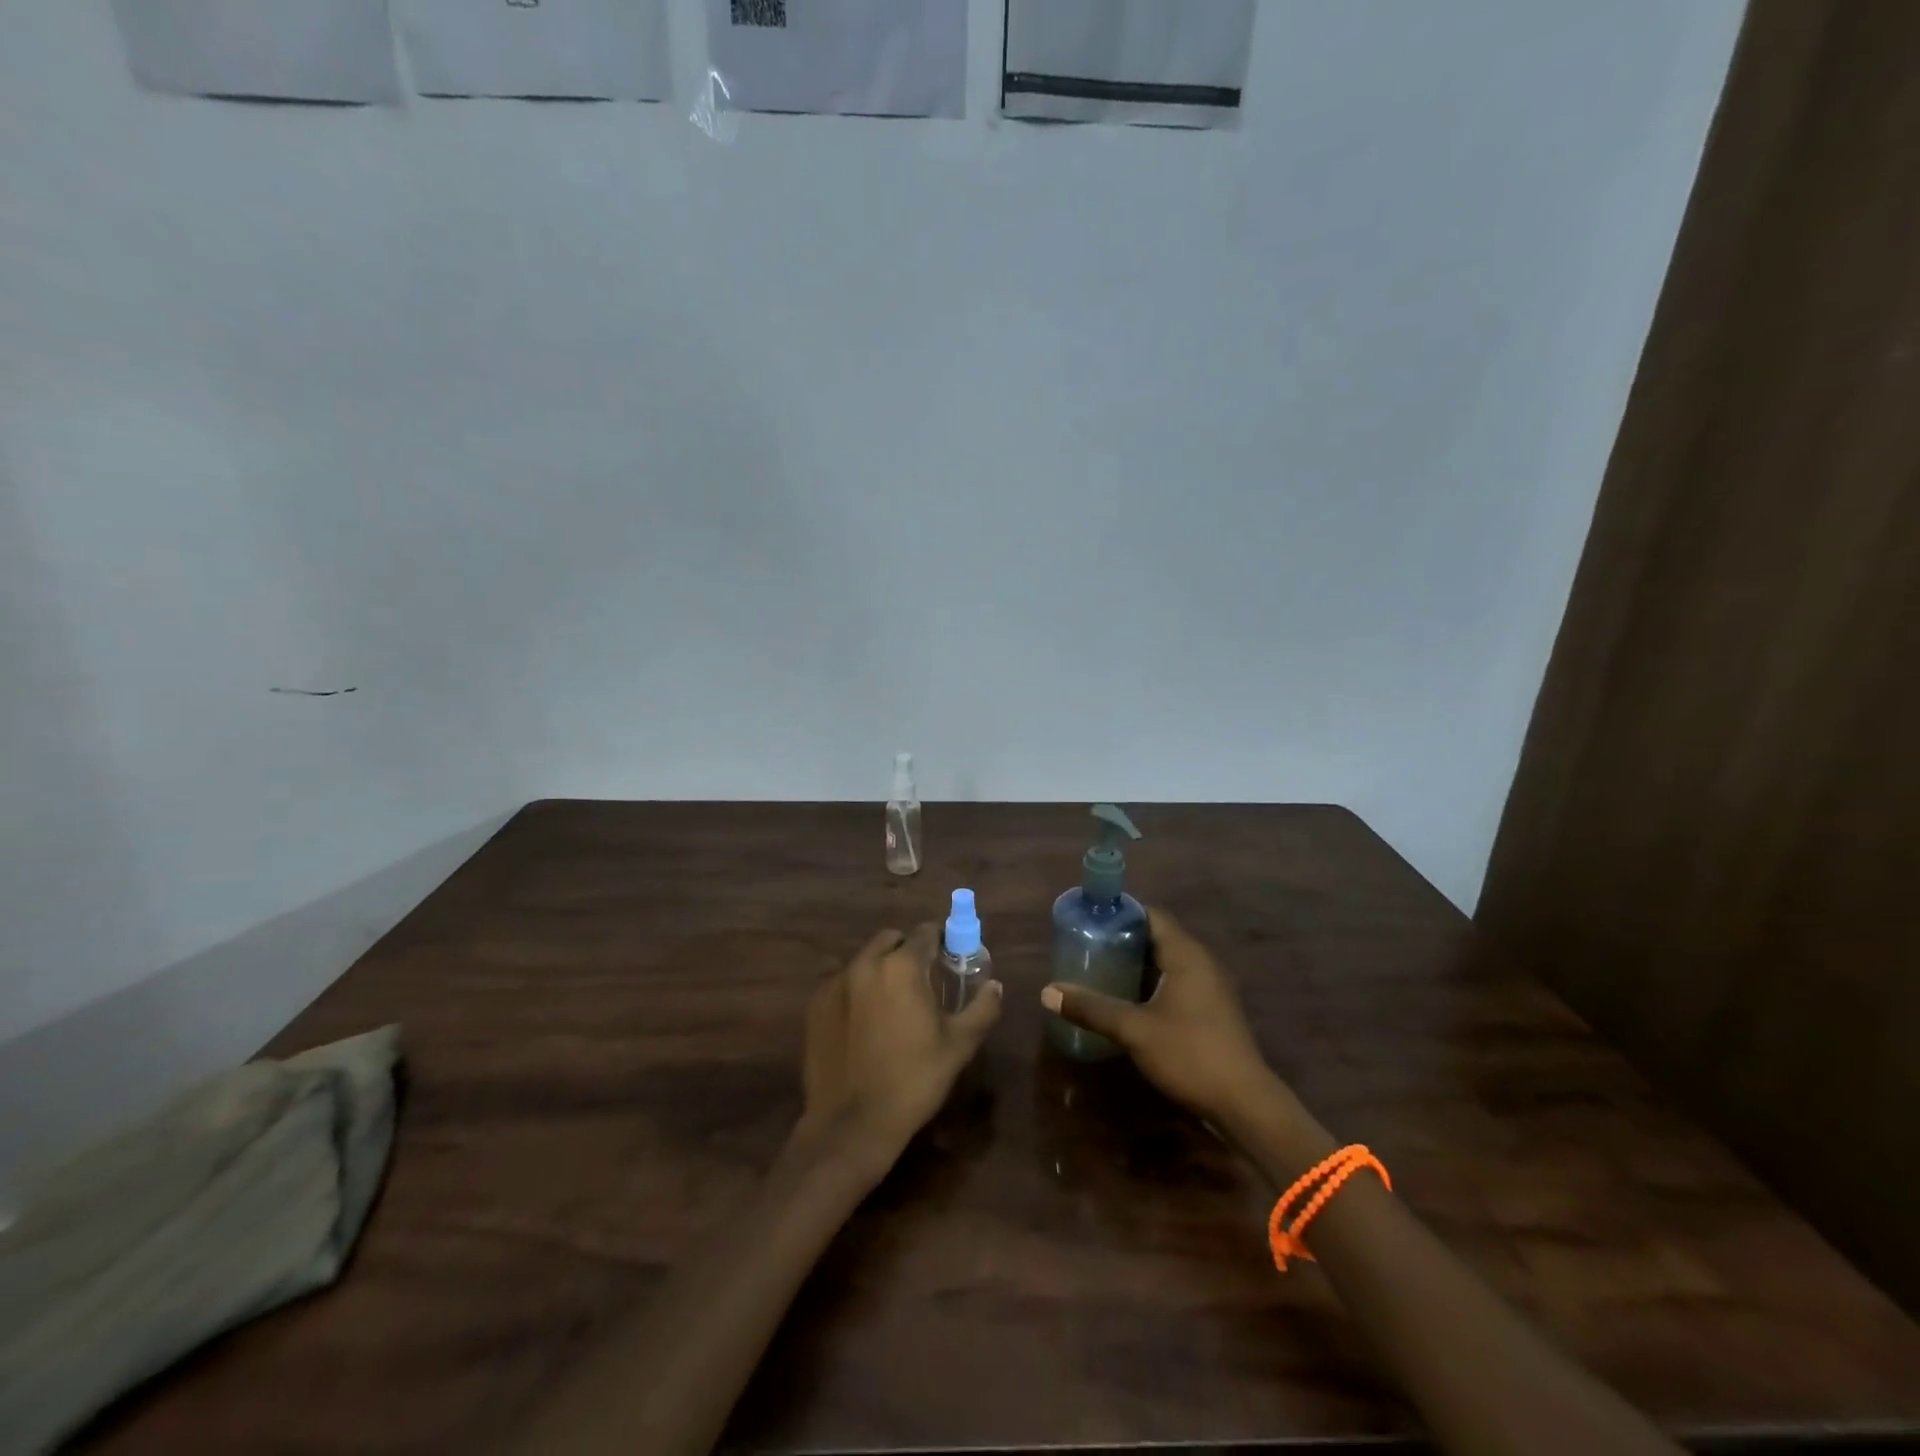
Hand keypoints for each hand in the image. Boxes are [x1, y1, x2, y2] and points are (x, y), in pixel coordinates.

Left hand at [798, 924, 1002, 1172]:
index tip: (948, 959)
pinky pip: (841, 982)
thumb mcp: (959, 1046)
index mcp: (902, 966)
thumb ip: (982, 1008)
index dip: (940, 942)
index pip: (925, 933)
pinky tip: (863, 1022)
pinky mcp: (815, 1004)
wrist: (851, 1125)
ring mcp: (835, 983)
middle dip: (907, 951)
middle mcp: (866, 963)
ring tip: (891, 1003)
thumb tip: (995, 985)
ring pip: (864, 959)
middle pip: (891, 939)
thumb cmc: (913, 1081)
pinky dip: (855, 990)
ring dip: (880, 968)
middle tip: (921, 981)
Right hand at [1041, 908, 1274, 1125]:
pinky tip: (1128, 1002)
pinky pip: (1176, 983)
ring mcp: (1210, 988)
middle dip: (1123, 940)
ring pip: (1166, 963)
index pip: (1151, 915)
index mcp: (1185, 954)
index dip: (1121, 914)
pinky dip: (1151, 984)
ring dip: (1136, 965)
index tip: (1090, 919)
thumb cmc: (1189, 1053)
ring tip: (1100, 971)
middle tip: (1087, 946)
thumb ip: (1092, 1008)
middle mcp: (1201, 962)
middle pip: (1158, 937)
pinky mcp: (1212, 1011)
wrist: (1244, 1103)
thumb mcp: (1133, 1029)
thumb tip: (1047, 992)